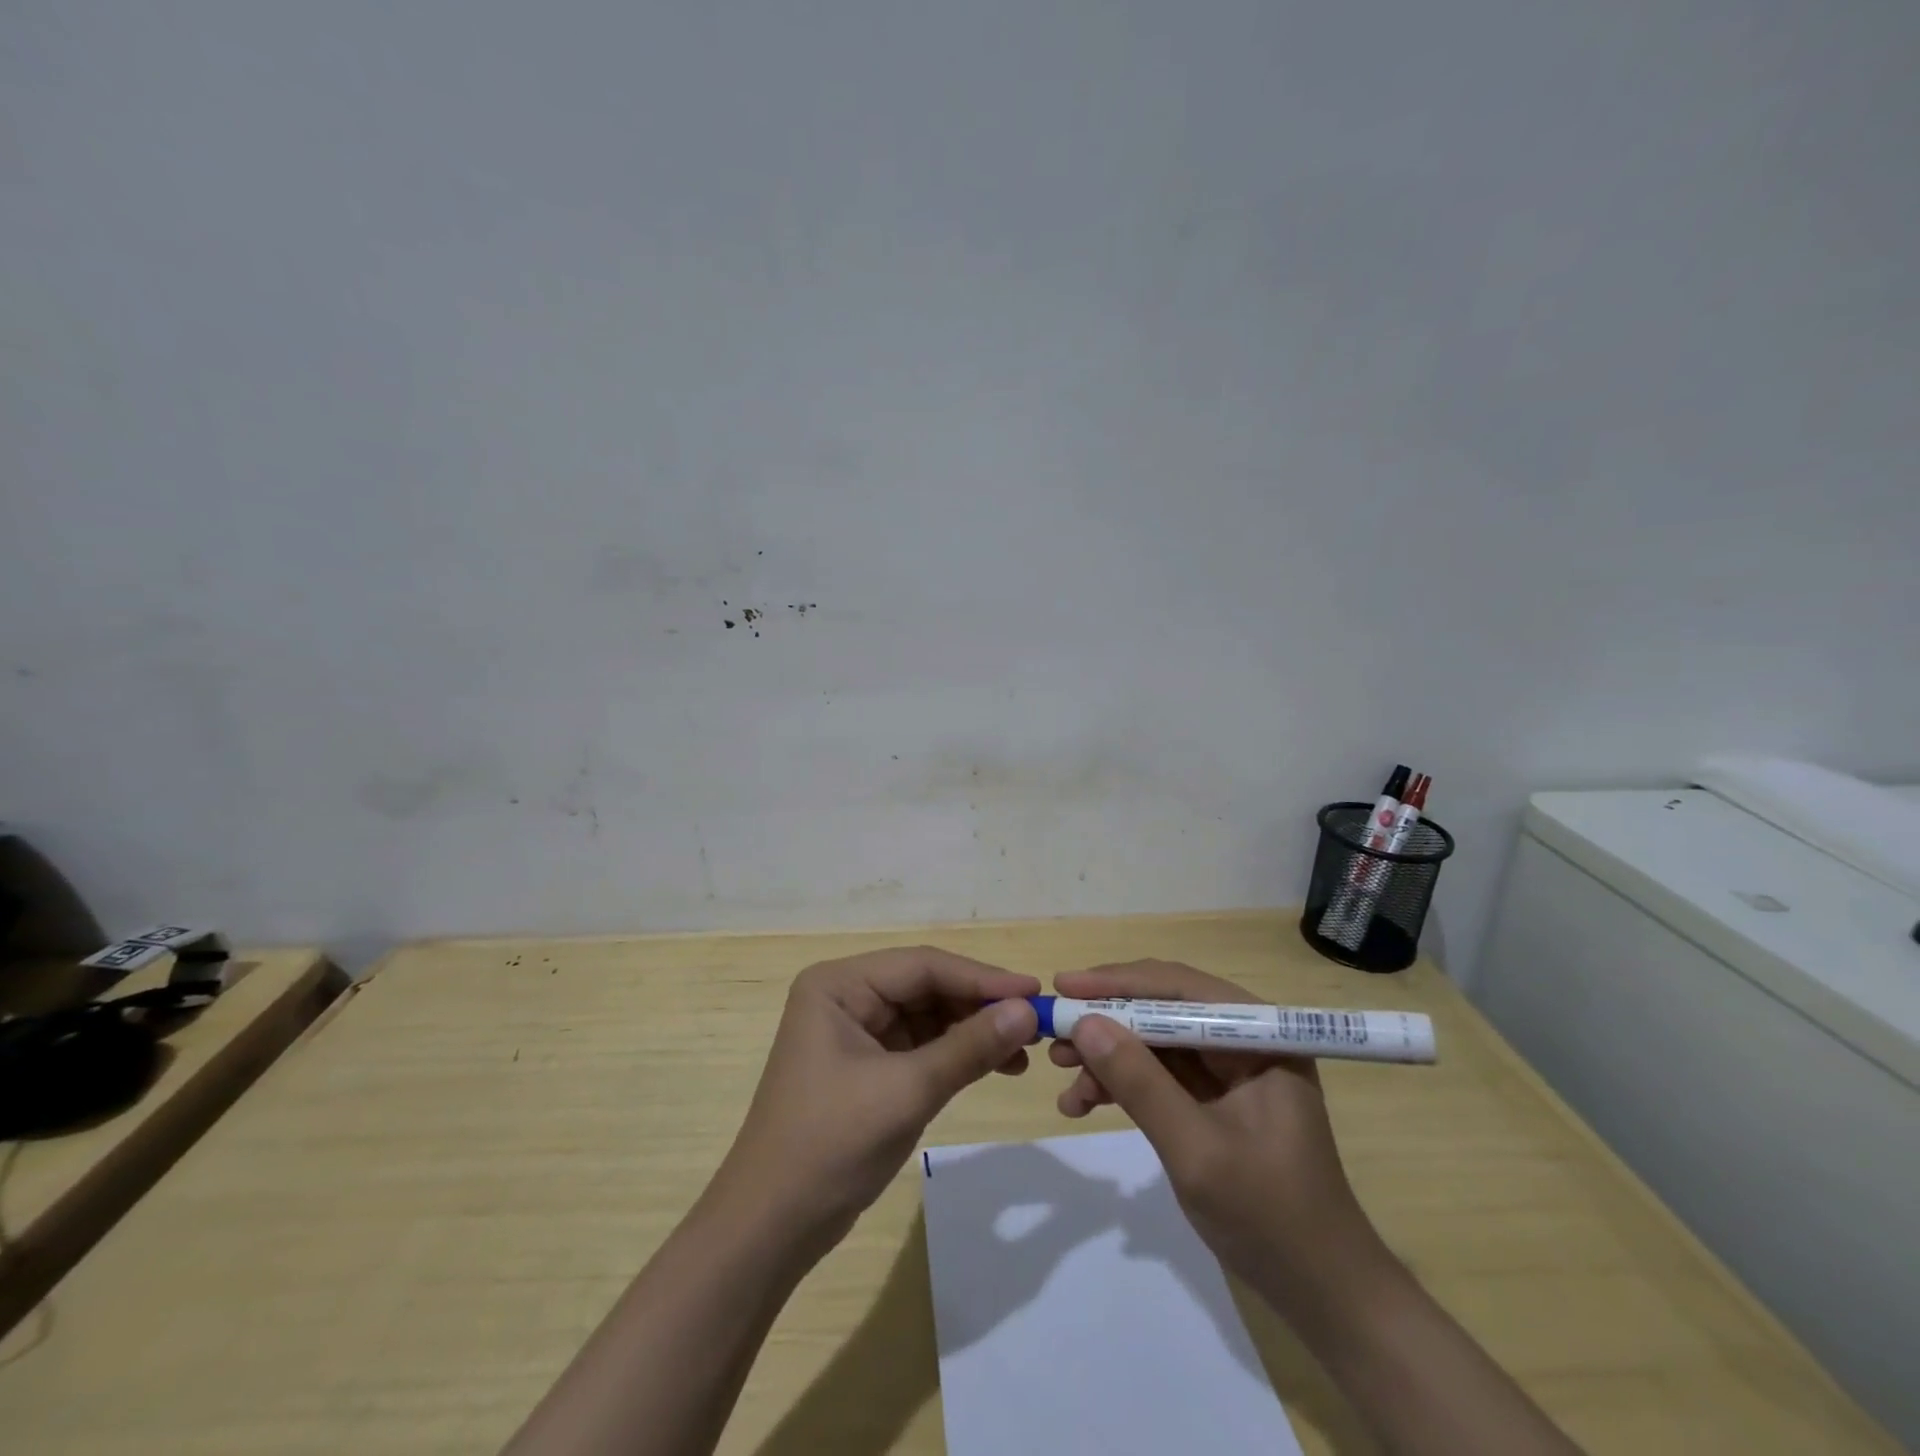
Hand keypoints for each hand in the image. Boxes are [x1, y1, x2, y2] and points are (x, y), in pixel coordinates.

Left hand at [713, 946, 1039, 1258]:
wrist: (771, 1228)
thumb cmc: (830, 1145)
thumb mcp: (906, 1091)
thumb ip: (968, 1047)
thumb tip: (1026, 1012)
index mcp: (839, 984)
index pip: (922, 966)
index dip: (981, 977)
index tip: (1034, 991)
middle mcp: (847, 996)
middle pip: (927, 986)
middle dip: (979, 1005)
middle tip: (1036, 1022)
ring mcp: (856, 1031)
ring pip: (928, 1016)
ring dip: (973, 1030)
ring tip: (1024, 1049)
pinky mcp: (867, 1065)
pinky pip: (921, 1046)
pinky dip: (957, 1054)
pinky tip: (996, 1065)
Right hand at [1049, 960, 1386, 1312]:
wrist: (1320, 1294)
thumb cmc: (1270, 1217)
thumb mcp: (1197, 1150)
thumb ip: (1141, 1083)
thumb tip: (1084, 1023)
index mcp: (1260, 1035)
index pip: (1180, 988)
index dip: (1119, 982)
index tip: (1065, 987)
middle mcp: (1244, 1040)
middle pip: (1162, 1009)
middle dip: (1106, 1021)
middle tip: (1053, 1032)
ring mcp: (1228, 1070)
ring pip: (1153, 1041)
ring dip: (1107, 1054)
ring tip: (1060, 1073)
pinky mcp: (1212, 1099)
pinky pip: (1157, 1075)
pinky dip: (1121, 1084)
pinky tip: (1083, 1103)